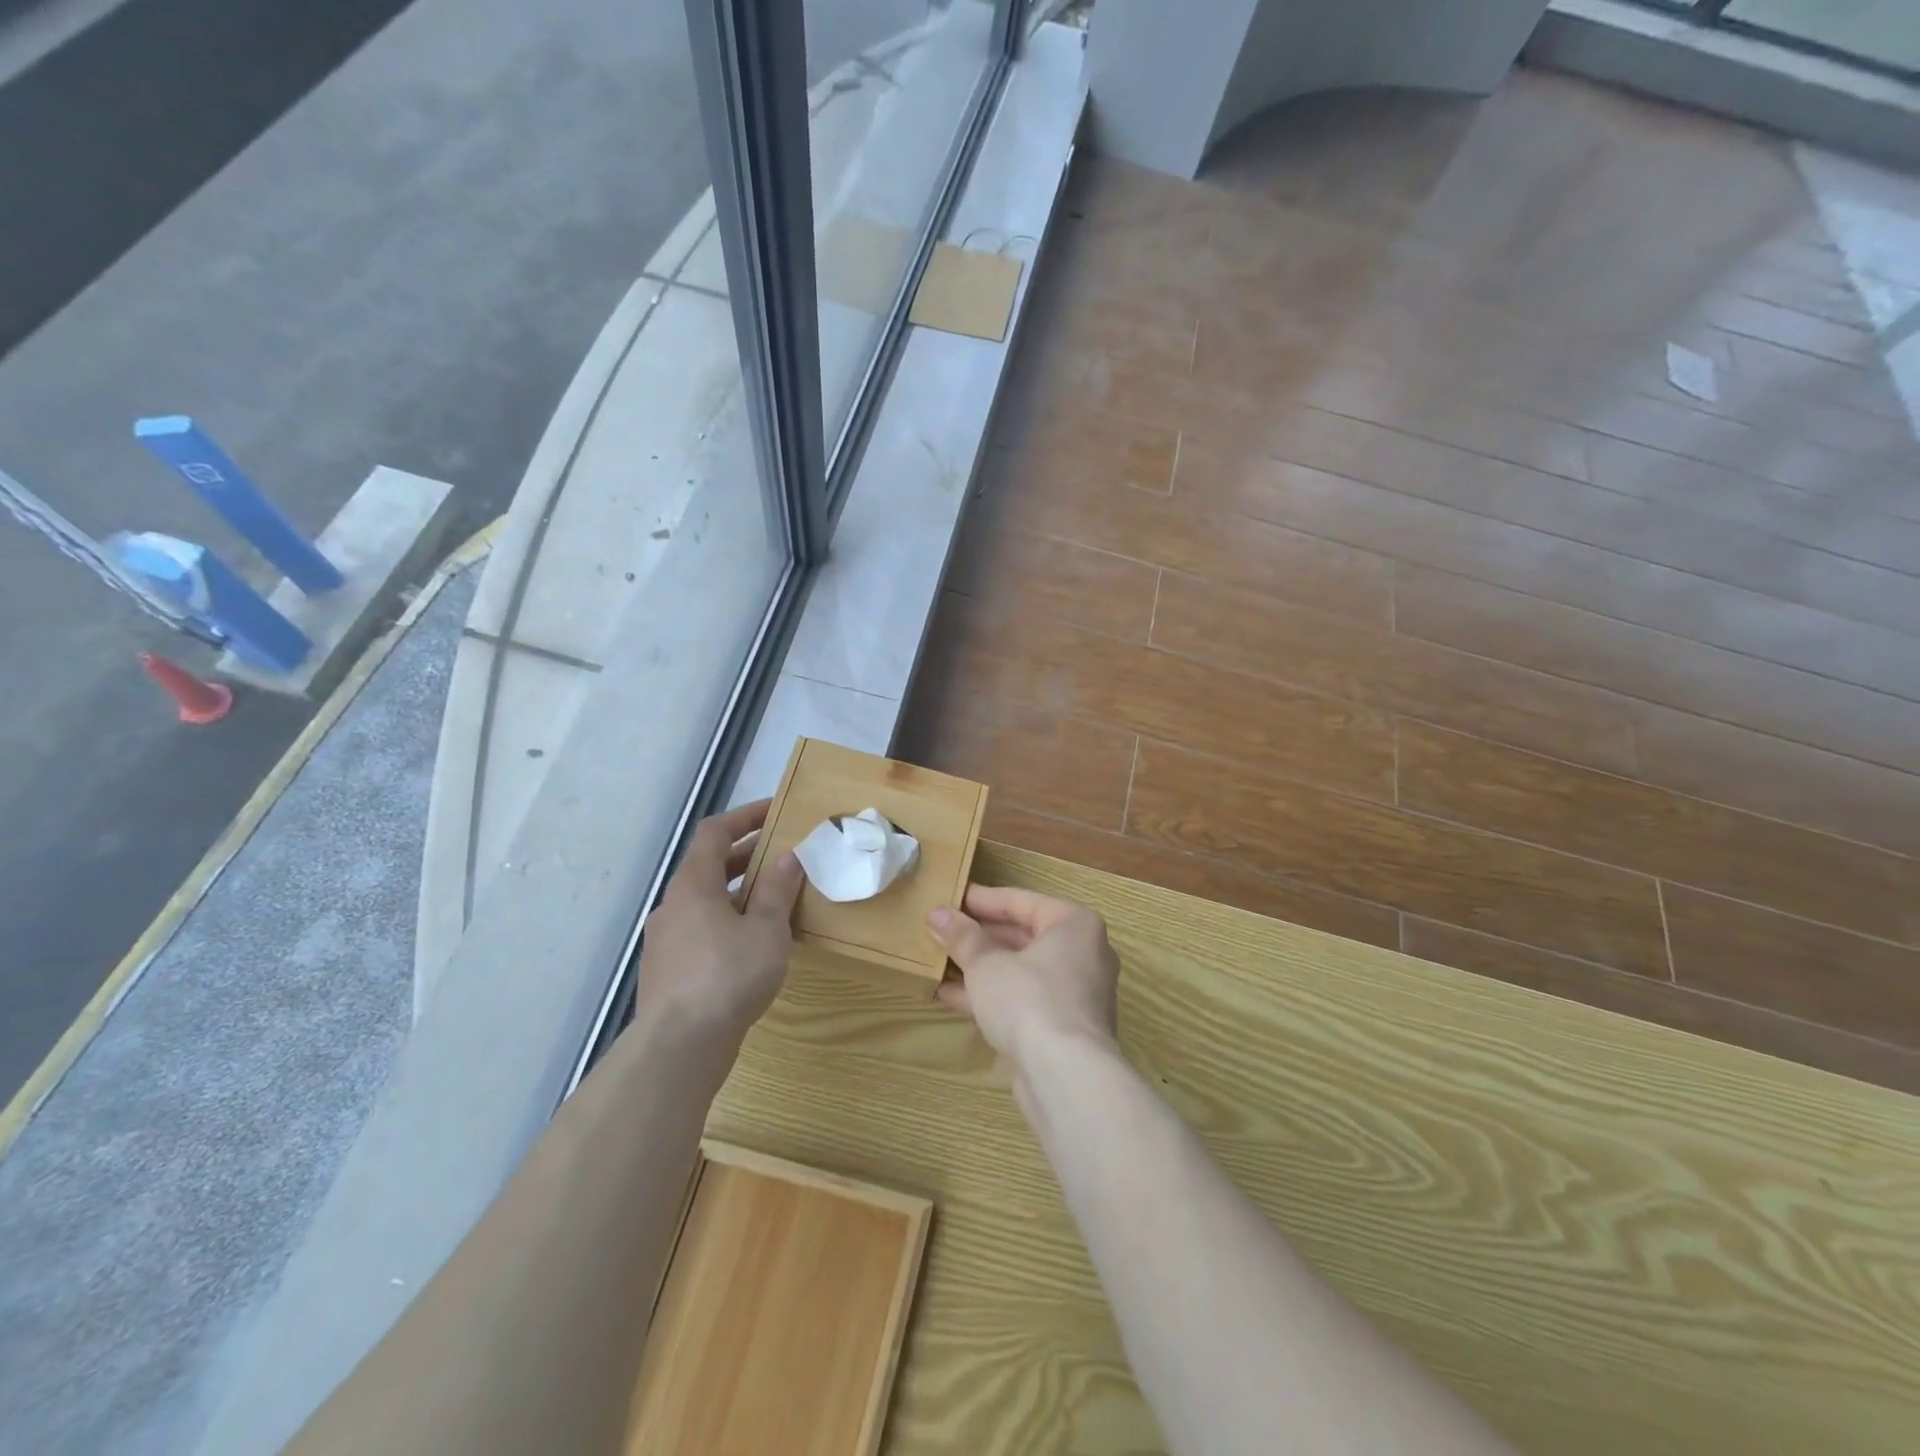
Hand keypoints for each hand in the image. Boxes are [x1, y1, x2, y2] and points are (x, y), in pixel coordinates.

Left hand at [633, 800, 804, 1052]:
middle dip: (745, 856)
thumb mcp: (766, 929)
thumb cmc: (728, 976)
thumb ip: (776, 890)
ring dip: (736, 893)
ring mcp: (665, 940)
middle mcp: (672, 905)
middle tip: (780, 856)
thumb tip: (787, 857)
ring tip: (771, 902)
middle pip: (707, 867)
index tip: (774, 812)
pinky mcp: (666, 971)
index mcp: (693, 885)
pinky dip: (725, 923)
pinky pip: (699, 931)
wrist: (680, 1046)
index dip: (744, 817)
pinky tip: (750, 946)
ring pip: (703, 902)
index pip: (714, 833)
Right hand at [927, 886, 1120, 1080]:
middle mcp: (1083, 952)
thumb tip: (937, 914)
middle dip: (980, 936)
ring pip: (1022, 970)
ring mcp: (1076, 993)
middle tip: (942, 930)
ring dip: (982, 967)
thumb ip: (962, 938)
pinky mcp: (1065, 1027)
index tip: (950, 898)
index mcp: (1073, 924)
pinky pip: (1024, 998)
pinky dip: (993, 995)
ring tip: (940, 961)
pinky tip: (952, 996)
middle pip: (1023, 935)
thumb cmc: (1029, 1000)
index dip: (981, 900)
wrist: (1066, 1077)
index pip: (1021, 901)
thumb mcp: (987, 965)